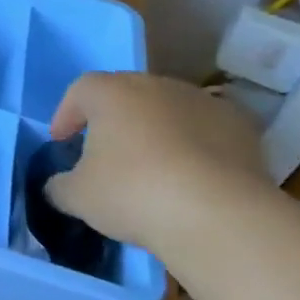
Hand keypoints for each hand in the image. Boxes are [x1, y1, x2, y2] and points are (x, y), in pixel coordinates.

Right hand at [45, 73, 273, 250]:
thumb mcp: (77, 197)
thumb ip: (59, 186)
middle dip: (113, 120)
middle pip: (127, 95)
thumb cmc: (132, 193)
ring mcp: (204, 102)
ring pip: (169, 110)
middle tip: (105, 154)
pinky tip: (191, 177)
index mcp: (113, 93)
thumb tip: (58, 185)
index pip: (81, 90)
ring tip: (152, 168)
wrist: (217, 214)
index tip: (62, 141)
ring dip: (155, 131)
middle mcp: (157, 85)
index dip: (67, 113)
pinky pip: (205, 130)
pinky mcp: (241, 127)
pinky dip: (195, 146)